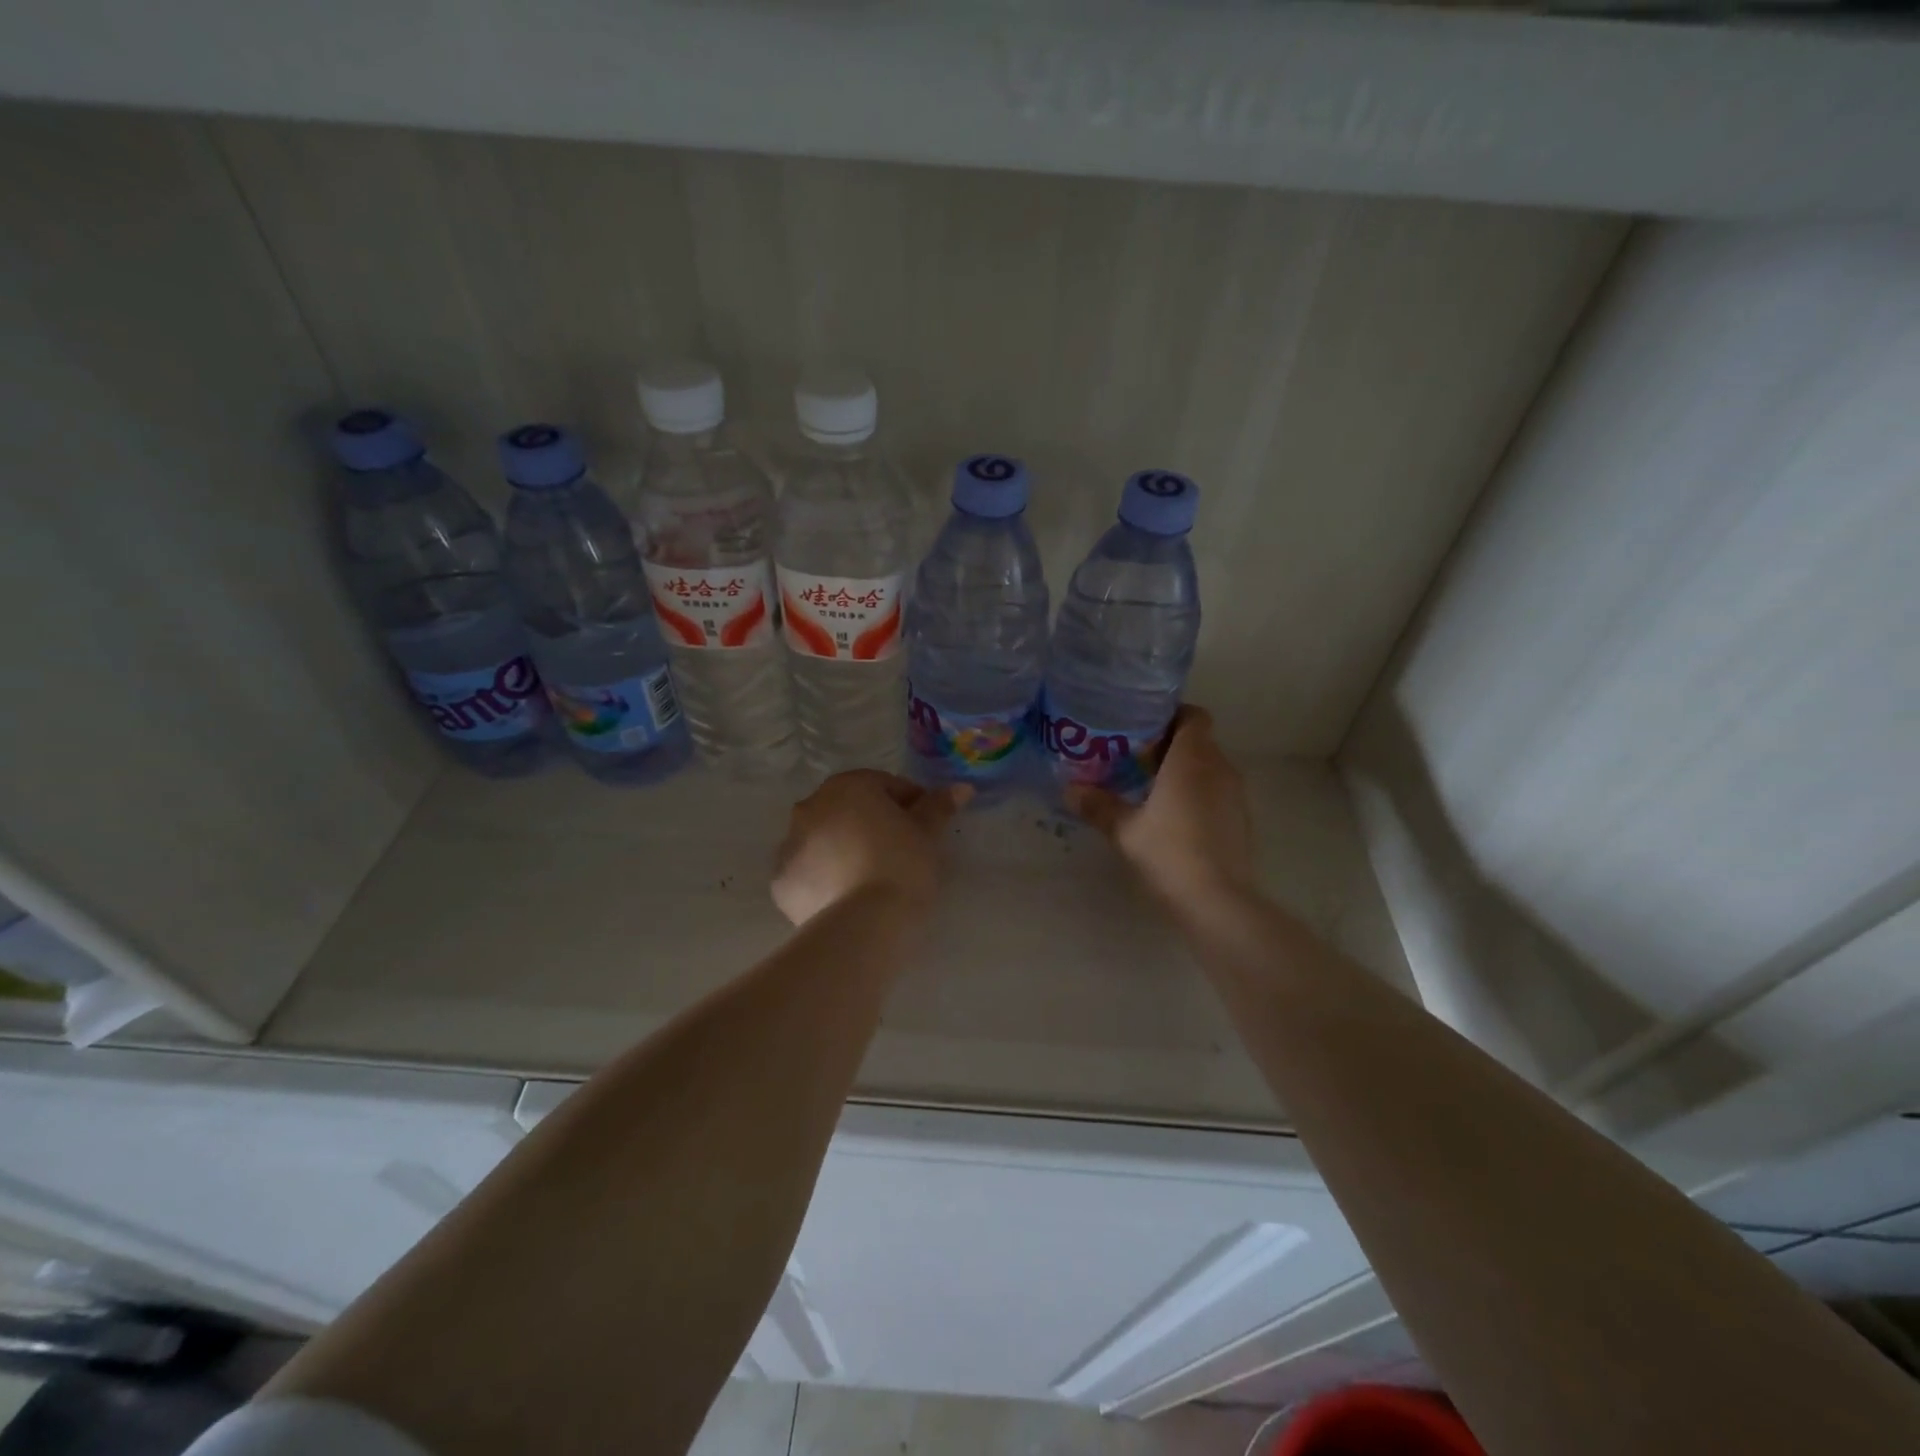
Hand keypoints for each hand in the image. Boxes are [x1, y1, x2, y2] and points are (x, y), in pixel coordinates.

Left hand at [772, 771, 970, 926]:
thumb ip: (939, 806)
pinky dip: (825, 879)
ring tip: (872, 880)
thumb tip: (961, 788)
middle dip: (872, 825)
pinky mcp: (782, 882)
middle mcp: (811, 806)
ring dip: (845, 850)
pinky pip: (809, 873)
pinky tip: (847, 898)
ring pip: (825, 840)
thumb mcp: (928, 834)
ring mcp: (790, 844)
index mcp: (847, 787)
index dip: (910, 804)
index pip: (885, 786)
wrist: (864, 925)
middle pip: (850, 810)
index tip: (926, 829)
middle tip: (900, 854)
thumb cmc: (902, 865)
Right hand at [1064, 706, 1253, 908]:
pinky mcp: (1240, 819)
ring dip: (1183, 771)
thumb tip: (1069, 789)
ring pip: (1208, 767)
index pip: (1194, 716)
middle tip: (1133, 757)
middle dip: (1169, 744)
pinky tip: (1172, 817)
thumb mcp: (1125, 830)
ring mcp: (1235, 794)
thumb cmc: (1169, 853)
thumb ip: (1098, 805)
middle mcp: (1219, 768)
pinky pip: (1216, 791)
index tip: (1142, 727)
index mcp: (1192, 759)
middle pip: (1199, 740)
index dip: (1171, 715)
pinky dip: (1196, 793)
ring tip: (1148, 786)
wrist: (1218, 901)